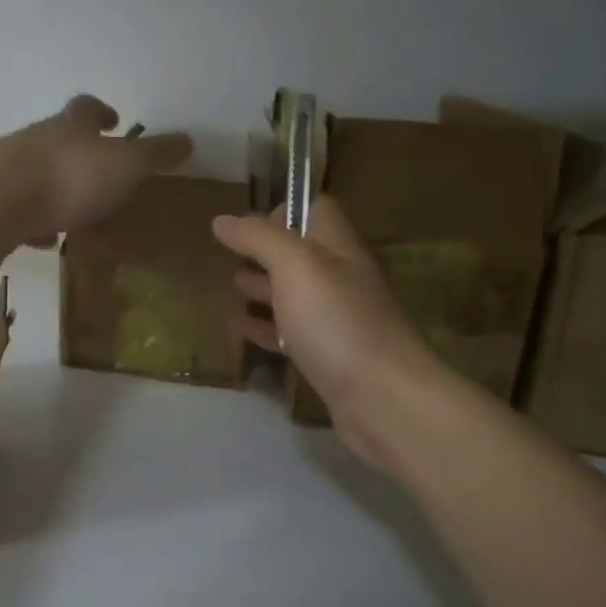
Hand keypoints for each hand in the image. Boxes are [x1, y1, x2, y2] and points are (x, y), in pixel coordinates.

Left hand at [0, 96, 191, 244]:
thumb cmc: (69, 177)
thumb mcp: (125, 165)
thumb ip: (155, 154)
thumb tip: (188, 140)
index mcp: (71, 126)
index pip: (87, 108)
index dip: (102, 111)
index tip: (115, 120)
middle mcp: (36, 139)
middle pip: (58, 136)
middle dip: (78, 150)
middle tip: (98, 171)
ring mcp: (8, 168)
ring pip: (36, 171)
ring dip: (55, 186)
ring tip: (75, 211)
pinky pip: (18, 206)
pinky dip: (33, 219)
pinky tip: (43, 239)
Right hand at [212, 198, 439, 468]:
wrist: (383, 398)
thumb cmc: (337, 321)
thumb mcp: (295, 266)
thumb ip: (259, 238)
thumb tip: (222, 219)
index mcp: (338, 247)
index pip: (316, 210)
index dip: (283, 209)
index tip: (246, 225)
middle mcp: (341, 278)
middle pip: (302, 254)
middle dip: (266, 252)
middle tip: (229, 256)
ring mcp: (337, 320)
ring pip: (295, 295)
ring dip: (264, 289)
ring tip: (231, 287)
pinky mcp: (329, 358)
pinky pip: (292, 335)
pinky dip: (266, 329)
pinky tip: (241, 330)